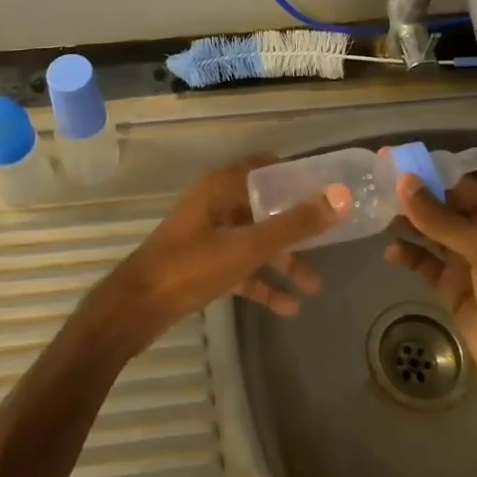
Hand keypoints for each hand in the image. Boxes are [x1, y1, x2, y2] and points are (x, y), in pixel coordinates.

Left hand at [90, 157, 348, 355]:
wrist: (136, 309)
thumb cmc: (191, 266)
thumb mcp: (248, 246)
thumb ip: (295, 224)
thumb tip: (340, 197)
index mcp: (221, 186)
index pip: (267, 168)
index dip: (298, 178)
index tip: (329, 192)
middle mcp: (215, 204)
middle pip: (265, 207)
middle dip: (297, 227)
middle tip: (332, 240)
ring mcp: (208, 235)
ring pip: (254, 241)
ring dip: (283, 261)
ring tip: (316, 286)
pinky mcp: (203, 264)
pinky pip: (240, 267)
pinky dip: (262, 282)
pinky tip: (290, 307)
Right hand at [385, 174, 476, 418]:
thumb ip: (441, 218)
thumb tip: (403, 182)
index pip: (459, 185)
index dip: (426, 174)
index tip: (390, 163)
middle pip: (442, 207)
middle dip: (411, 198)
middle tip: (372, 187)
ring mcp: (467, 262)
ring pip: (431, 233)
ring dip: (407, 224)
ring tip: (374, 214)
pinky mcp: (453, 288)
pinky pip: (426, 263)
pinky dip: (409, 255)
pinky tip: (390, 252)